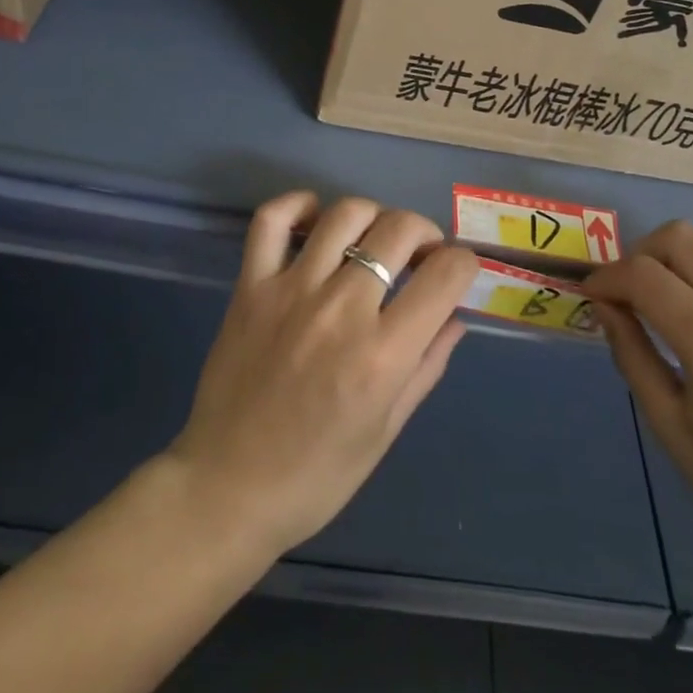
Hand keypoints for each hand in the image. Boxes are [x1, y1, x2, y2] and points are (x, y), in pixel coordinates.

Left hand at [166, 192, 478, 559]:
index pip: (446, 274)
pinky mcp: (250, 287)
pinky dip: (297, 204)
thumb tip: (455, 316)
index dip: (464, 264)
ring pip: (345, 214)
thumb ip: (427, 366)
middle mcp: (342, 309)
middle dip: (424, 233)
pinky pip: (272, 220)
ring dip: (373, 216)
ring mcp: (291, 290)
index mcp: (383, 354)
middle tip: (419, 256)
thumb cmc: (318, 475)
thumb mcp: (387, 430)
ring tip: (374, 239)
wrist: (228, 488)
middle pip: (399, 229)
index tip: (456, 273)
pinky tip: (316, 218)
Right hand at [584, 223, 692, 585]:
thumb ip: (631, 353)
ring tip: (673, 289)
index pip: (643, 277)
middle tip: (628, 290)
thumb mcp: (669, 426)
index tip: (593, 294)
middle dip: (640, 255)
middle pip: (680, 238)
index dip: (607, 277)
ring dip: (685, 252)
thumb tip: (603, 304)